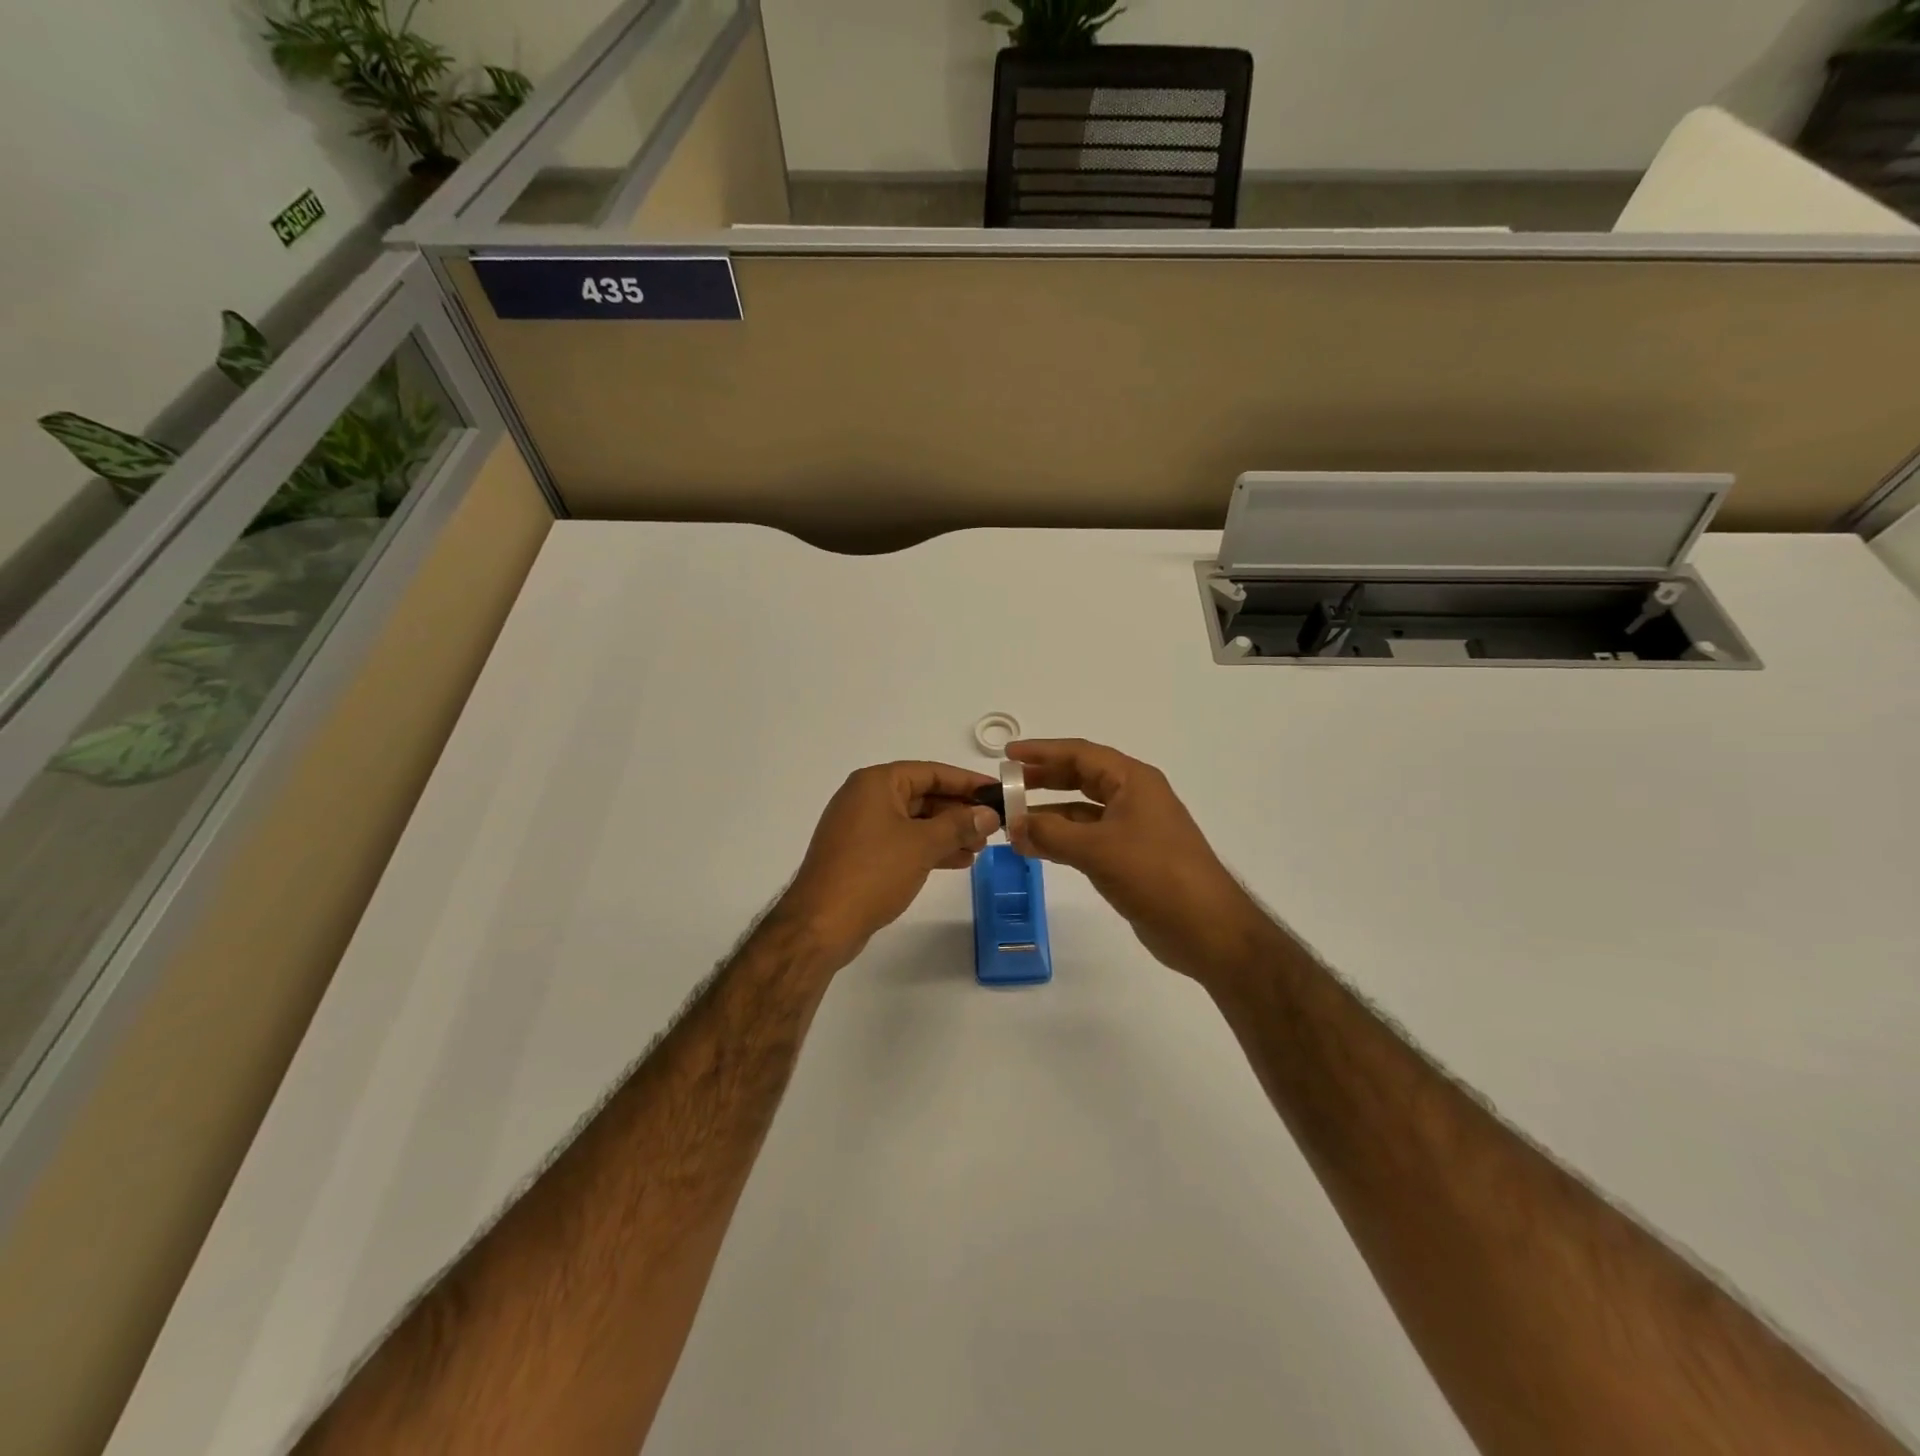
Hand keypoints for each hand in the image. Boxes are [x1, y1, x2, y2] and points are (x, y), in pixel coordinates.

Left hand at [778, 761, 1000, 967]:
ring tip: (979, 848)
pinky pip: (903, 841)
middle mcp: (866, 797)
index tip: (997, 792)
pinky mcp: (861, 854)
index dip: (967, 782)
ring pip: (914, 821)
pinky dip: (928, 848)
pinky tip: (957, 861)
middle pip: (923, 795)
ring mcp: (861, 827)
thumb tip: (989, 814)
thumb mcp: (922, 845)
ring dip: (947, 832)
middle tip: (992, 826)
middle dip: (958, 811)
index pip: (931, 772)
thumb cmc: (873, 872)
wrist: (821, 924)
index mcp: (877, 783)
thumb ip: (959, 825)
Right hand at [1008, 739, 1274, 982]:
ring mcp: (1134, 828)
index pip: (1080, 754)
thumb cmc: (1155, 875)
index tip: (1006, 756)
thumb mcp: (1097, 849)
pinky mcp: (1131, 857)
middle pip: (1081, 777)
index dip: (1042, 752)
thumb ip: (1050, 834)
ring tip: (1012, 820)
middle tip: (1006, 786)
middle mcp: (1134, 797)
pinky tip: (1036, 848)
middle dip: (1043, 779)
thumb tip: (1011, 825)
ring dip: (1049, 813)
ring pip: (1082, 810)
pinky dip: (1062, 839)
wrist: (1207, 928)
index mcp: (1133, 781)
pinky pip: (1088, 837)